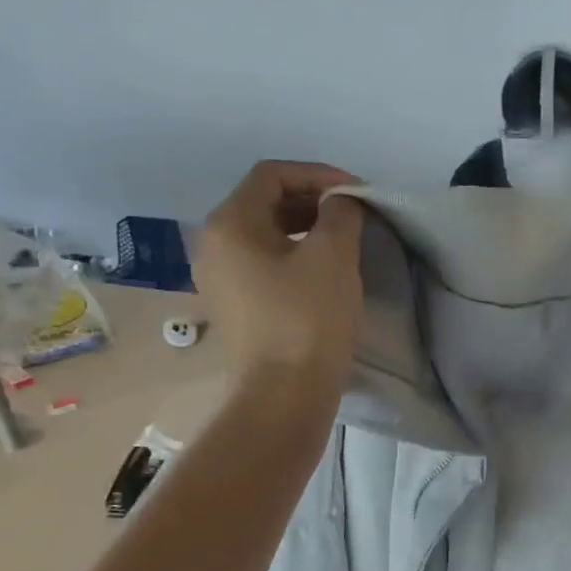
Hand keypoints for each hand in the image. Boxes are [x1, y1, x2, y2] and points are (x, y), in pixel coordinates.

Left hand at [194, 161, 365, 396]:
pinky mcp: (234, 306)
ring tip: (344, 240)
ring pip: (264, 234)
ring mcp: (219, 278)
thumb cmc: (308, 319)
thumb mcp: (334, 256)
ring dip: (305, 228)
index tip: (357, 193)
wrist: (284, 395)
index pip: (272, 175)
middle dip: (313, 201)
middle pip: (264, 202)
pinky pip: (263, 264)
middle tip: (354, 215)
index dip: (319, 175)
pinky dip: (293, 255)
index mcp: (229, 224)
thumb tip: (342, 202)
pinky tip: (323, 271)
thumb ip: (341, 213)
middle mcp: (213, 245)